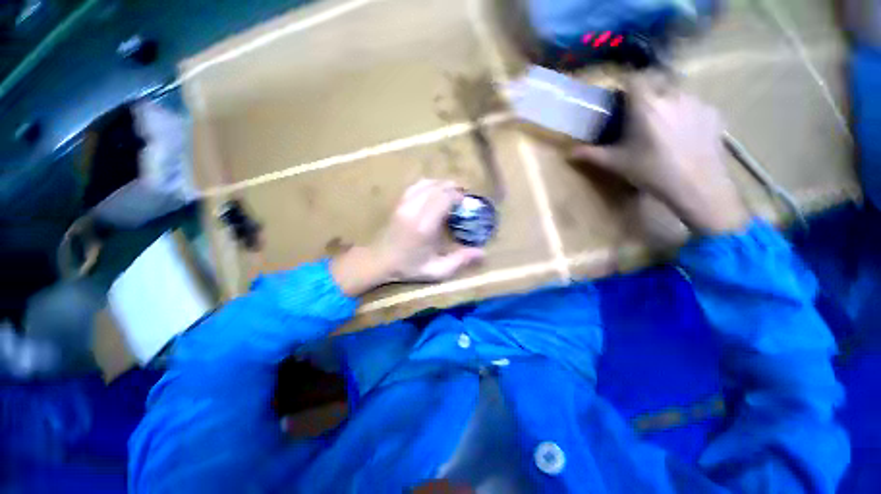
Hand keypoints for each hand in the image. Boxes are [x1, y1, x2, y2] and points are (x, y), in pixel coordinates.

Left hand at [331, 180, 484, 296]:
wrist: (378, 261)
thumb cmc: (408, 267)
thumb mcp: (436, 270)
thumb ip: (459, 261)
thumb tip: (482, 253)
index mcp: (424, 225)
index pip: (444, 198)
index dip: (458, 196)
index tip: (466, 202)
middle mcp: (414, 209)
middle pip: (437, 187)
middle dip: (453, 188)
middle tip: (463, 197)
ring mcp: (404, 204)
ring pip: (427, 183)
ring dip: (442, 185)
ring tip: (451, 192)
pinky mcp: (399, 202)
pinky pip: (416, 185)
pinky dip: (429, 184)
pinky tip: (435, 191)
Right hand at [570, 74, 749, 234]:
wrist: (697, 185)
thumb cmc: (651, 172)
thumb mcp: (616, 164)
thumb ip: (591, 154)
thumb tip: (568, 153)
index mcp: (646, 105)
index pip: (636, 77)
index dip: (627, 84)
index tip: (622, 98)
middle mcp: (673, 95)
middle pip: (658, 79)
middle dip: (648, 89)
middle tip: (641, 111)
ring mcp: (697, 101)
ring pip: (678, 90)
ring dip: (667, 100)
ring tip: (663, 124)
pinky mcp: (714, 112)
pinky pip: (695, 104)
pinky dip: (686, 111)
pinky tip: (683, 133)